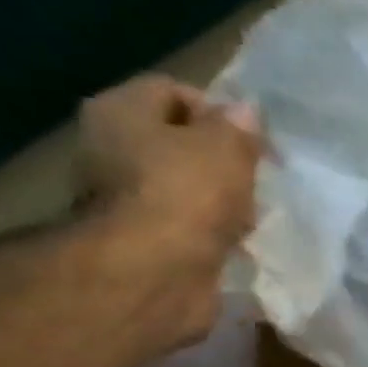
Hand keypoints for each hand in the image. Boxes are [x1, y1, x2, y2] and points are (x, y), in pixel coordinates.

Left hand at [73, 75, 262, 347]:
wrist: (155, 275)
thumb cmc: (186, 194)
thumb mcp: (226, 147)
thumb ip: (239, 127)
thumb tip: (245, 113)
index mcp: (121, 111)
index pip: (173, 92)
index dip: (219, 112)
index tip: (256, 141)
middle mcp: (111, 151)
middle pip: (178, 145)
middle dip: (221, 163)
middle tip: (256, 180)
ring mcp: (126, 202)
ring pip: (186, 190)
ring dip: (219, 203)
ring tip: (252, 218)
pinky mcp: (144, 246)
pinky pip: (188, 229)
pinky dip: (212, 236)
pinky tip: (238, 246)